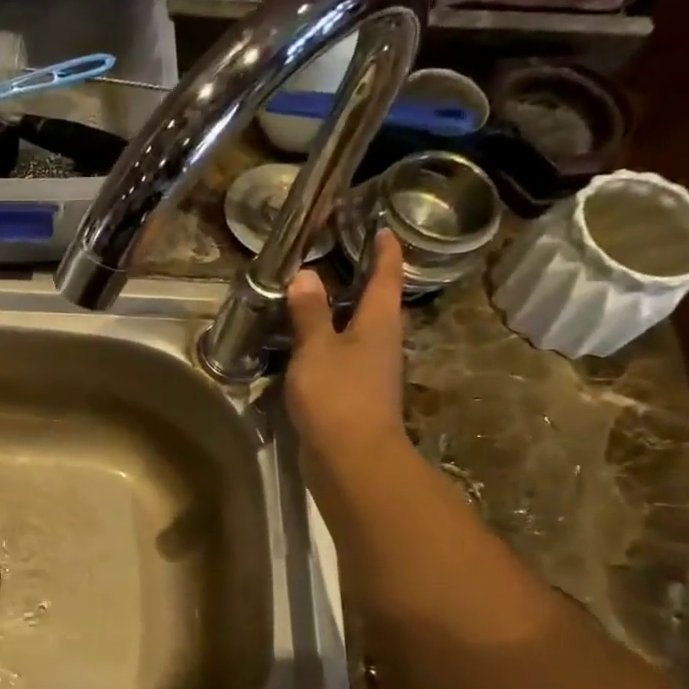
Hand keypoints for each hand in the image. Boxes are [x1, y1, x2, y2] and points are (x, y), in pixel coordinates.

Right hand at [284, 229, 409, 454]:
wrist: (351, 459)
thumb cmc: (338, 396)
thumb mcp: (317, 349)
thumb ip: (310, 313)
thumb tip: (306, 276)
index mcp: (378, 324)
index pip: (386, 278)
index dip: (385, 252)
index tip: (382, 229)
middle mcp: (380, 344)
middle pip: (376, 305)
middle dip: (362, 281)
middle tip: (340, 257)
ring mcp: (368, 372)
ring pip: (356, 332)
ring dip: (339, 314)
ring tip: (313, 297)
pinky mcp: (351, 395)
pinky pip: (339, 357)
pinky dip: (324, 343)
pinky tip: (302, 344)